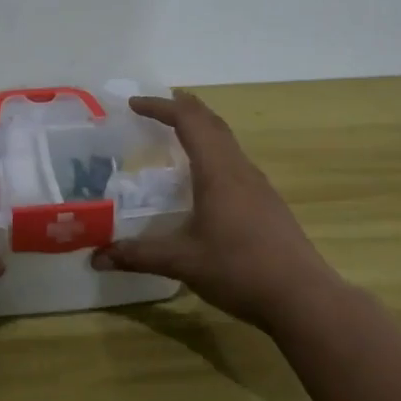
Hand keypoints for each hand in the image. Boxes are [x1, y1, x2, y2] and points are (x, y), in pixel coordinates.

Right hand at [92, 91, 344, 330]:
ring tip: (174, 135)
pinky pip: (234, 160)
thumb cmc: (240, 270)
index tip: (134, 104)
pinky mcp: (267, 202)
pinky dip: (212, 151)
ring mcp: (258, 184)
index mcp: (218, 171)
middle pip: (211, 121)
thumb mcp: (182, 262)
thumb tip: (97, 258)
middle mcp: (239, 168)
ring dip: (200, 128)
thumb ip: (138, 256)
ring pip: (226, 140)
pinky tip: (202, 178)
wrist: (303, 297)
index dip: (160, 107)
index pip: (188, 120)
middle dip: (181, 107)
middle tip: (153, 108)